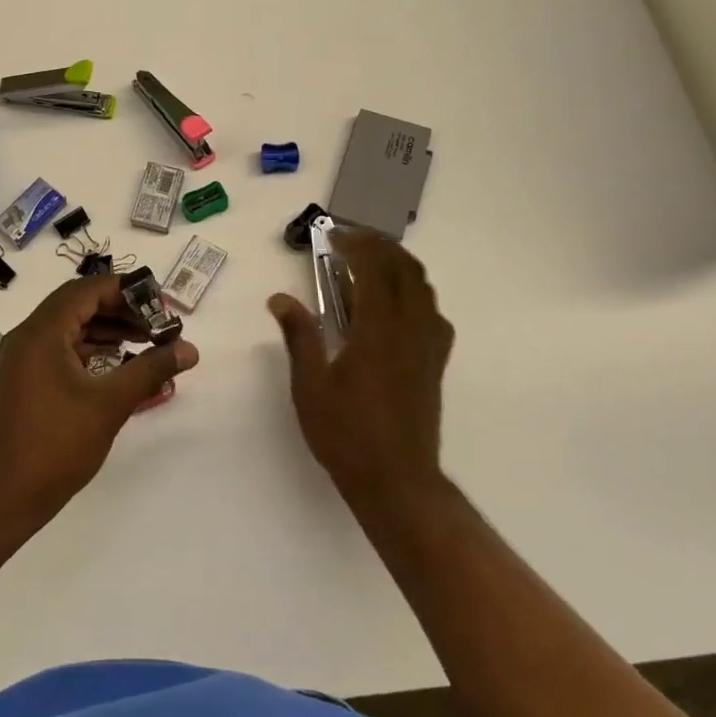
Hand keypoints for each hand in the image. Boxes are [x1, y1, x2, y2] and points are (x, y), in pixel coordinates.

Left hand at [0, 274, 199, 516]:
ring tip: (146, 344)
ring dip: (106, 331)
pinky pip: (59, 351)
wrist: (0, 498)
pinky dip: (89, 352)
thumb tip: (189, 348)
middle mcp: (26, 338)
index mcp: (41, 333)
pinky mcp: (23, 383)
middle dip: (120, 311)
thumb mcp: (110, 404)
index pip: (87, 290)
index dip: (126, 291)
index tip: (160, 306)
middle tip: (157, 326)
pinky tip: (116, 367)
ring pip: (69, 329)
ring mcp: (21, 361)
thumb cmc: (55, 445)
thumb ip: (151, 369)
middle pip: (77, 306)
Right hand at [267, 231, 453, 507]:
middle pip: (405, 270)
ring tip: (370, 263)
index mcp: (379, 332)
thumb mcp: (310, 387)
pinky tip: (394, 305)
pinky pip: (432, 312)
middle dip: (379, 247)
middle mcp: (410, 330)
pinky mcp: (435, 363)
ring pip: (423, 288)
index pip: (374, 270)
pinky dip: (414, 292)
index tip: (333, 236)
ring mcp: (428, 346)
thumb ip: (299, 337)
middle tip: (350, 241)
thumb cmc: (347, 435)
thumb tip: (279, 298)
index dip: (356, 246)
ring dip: (399, 265)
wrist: (397, 481)